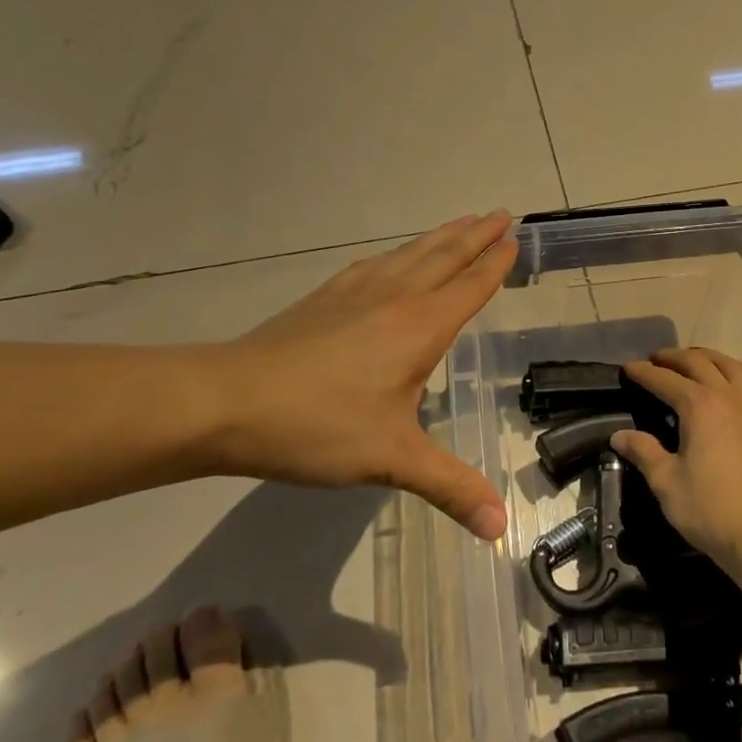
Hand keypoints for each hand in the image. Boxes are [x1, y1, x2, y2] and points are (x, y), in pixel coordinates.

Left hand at [206, 212, 515, 539]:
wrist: (226, 401)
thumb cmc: (318, 425)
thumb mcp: (391, 460)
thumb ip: (450, 488)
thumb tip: (501, 529)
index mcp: (420, 326)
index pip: (470, 286)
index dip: (495, 262)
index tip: (515, 237)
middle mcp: (395, 298)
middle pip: (445, 256)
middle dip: (476, 235)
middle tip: (500, 213)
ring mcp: (356, 293)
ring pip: (411, 254)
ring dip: (441, 237)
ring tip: (461, 222)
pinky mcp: (324, 298)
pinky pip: (376, 263)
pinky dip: (399, 253)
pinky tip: (393, 258)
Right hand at [611, 347, 741, 576]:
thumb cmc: (708, 508)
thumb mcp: (666, 481)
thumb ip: (643, 451)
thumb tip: (619, 436)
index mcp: (700, 406)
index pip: (665, 380)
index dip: (644, 372)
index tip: (627, 367)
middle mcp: (727, 398)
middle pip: (699, 363)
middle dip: (674, 357)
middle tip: (655, 359)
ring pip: (730, 367)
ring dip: (707, 358)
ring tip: (691, 362)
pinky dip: (730, 376)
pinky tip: (724, 389)